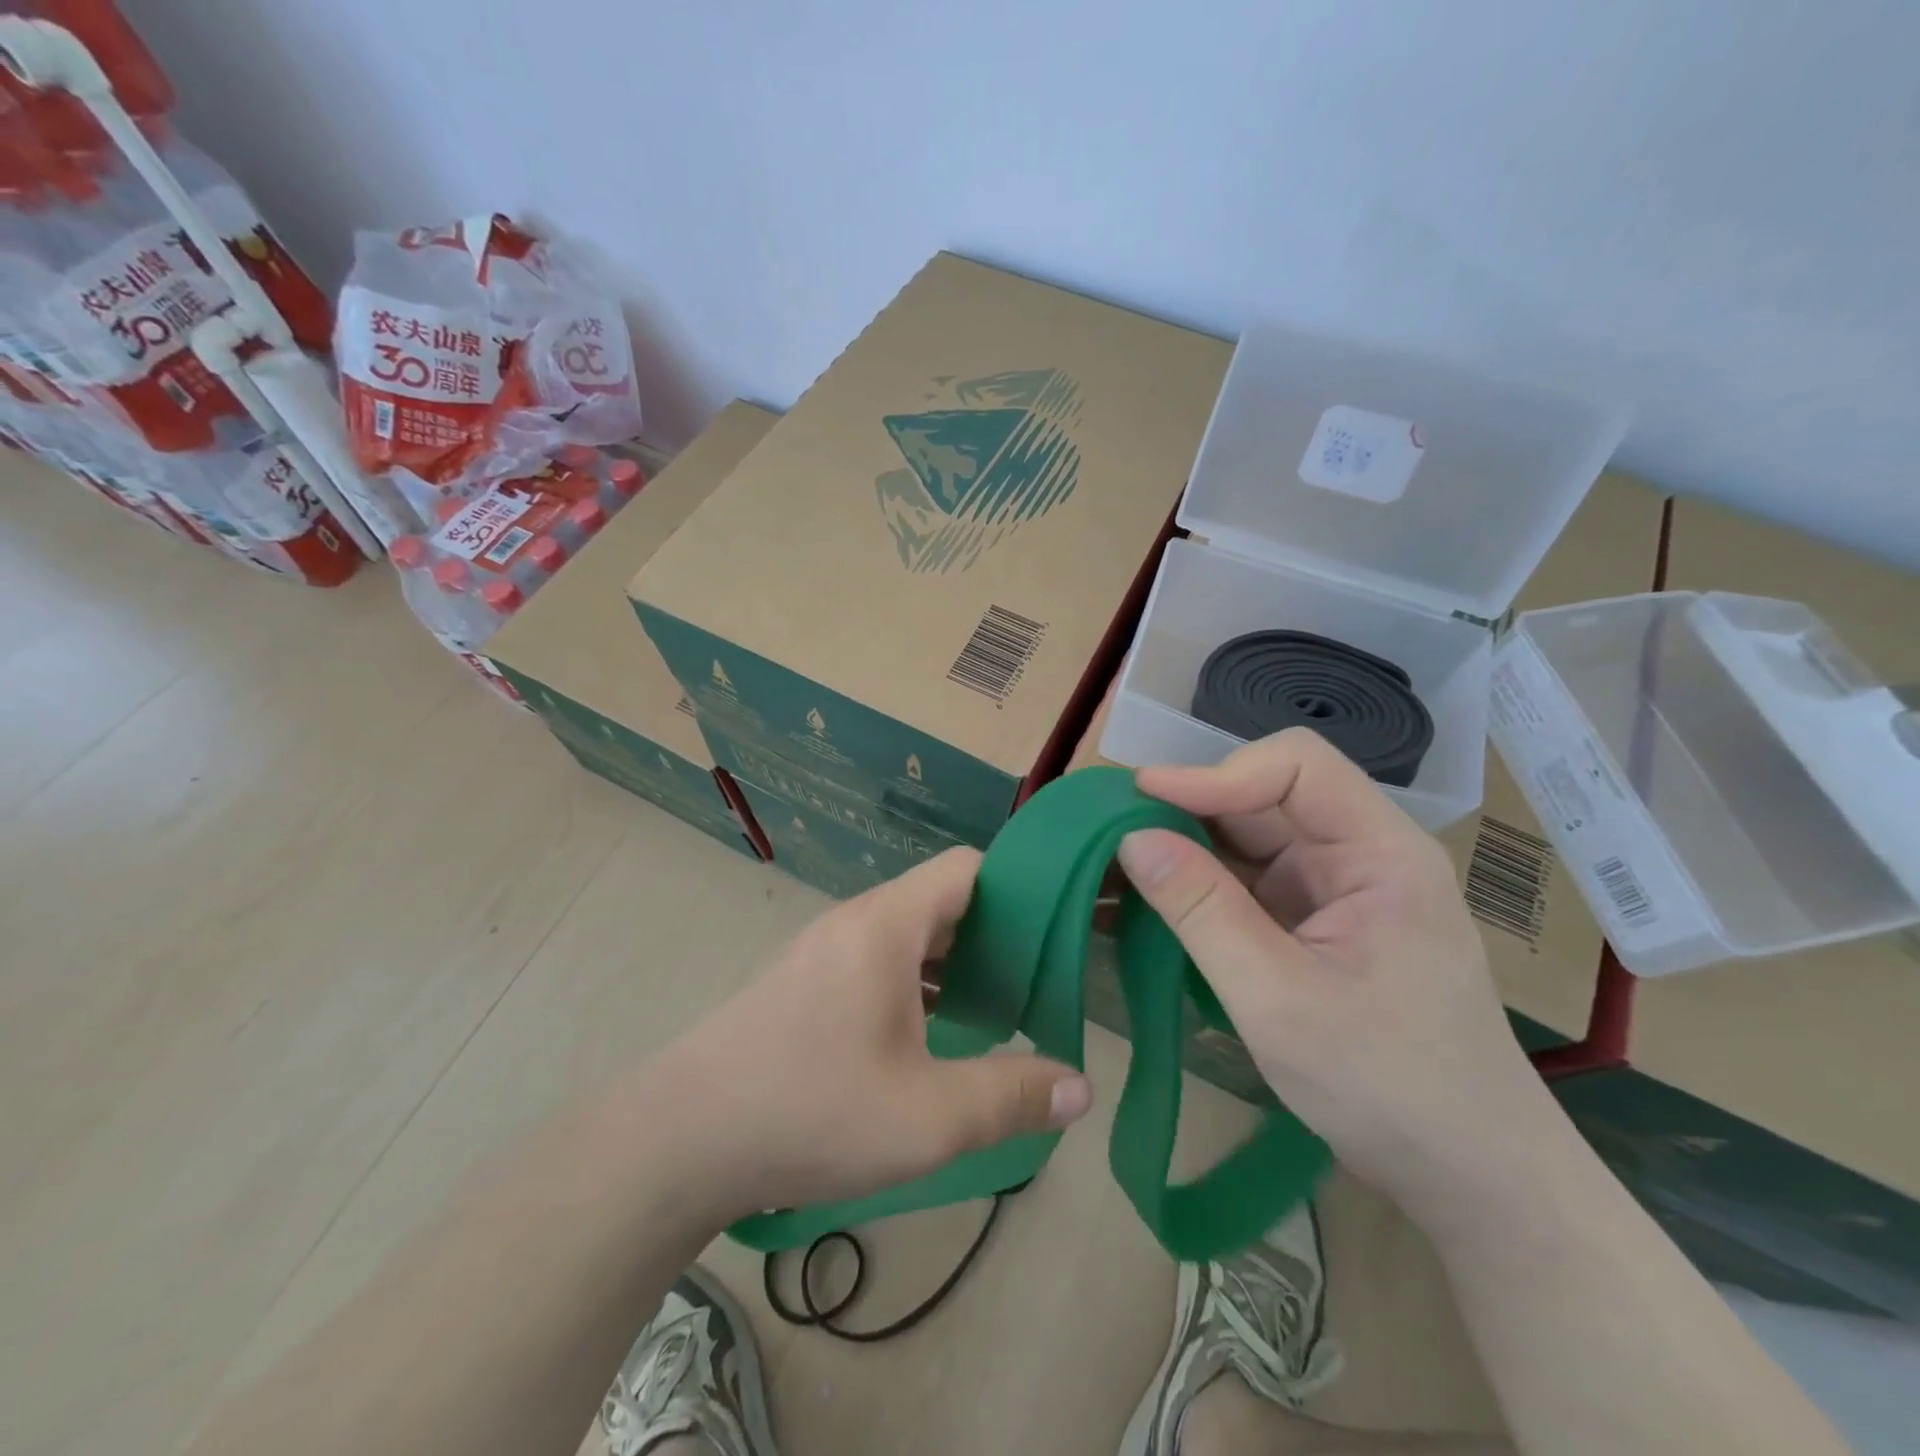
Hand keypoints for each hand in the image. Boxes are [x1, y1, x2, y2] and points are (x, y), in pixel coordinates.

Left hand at [655, 848, 1092, 1221]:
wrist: (678, 1140)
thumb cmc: (811, 1111)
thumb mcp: (927, 1118)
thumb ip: (1012, 1097)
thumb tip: (1081, 1086)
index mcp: (887, 924)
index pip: (968, 866)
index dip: (1020, 886)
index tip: (1059, 928)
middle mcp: (856, 921)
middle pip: (941, 899)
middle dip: (997, 931)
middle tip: (1042, 977)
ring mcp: (824, 951)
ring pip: (908, 934)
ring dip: (955, 961)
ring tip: (998, 1006)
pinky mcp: (804, 983)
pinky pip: (878, 961)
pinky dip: (917, 982)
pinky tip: (932, 1034)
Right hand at [1118, 729, 1549, 1204]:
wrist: (1467, 1175)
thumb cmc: (1386, 1086)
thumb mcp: (1277, 998)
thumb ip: (1202, 911)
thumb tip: (1131, 838)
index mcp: (1379, 852)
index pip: (1295, 767)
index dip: (1215, 773)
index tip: (1142, 799)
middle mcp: (1357, 855)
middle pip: (1261, 802)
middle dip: (1183, 815)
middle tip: (1107, 835)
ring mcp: (1332, 891)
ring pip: (1244, 844)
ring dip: (1180, 854)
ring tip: (1110, 870)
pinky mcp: (1311, 924)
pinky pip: (1244, 887)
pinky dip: (1194, 892)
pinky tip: (1143, 906)